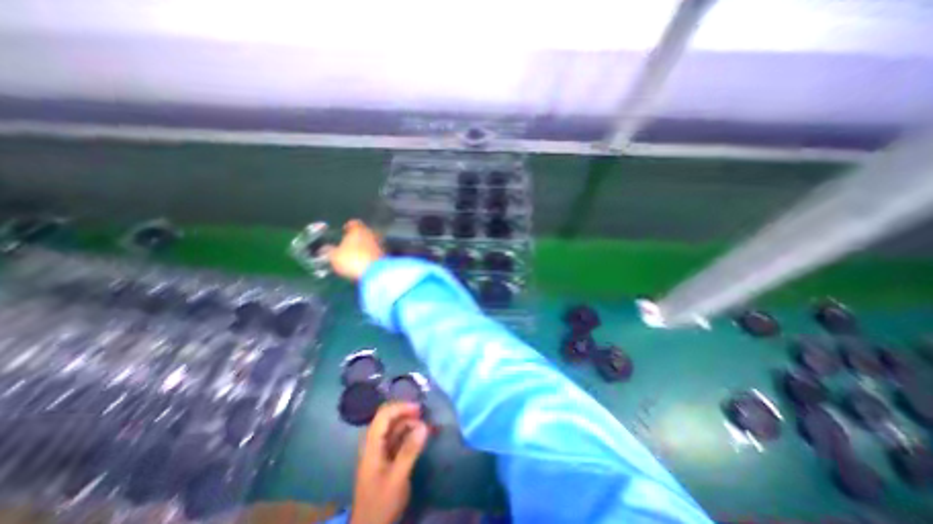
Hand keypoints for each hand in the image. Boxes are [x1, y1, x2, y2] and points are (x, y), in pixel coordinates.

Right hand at [325, 216, 382, 279]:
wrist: (376, 273)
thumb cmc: (353, 260)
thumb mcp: (334, 256)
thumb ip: (329, 251)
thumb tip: (324, 248)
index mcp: (359, 229)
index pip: (354, 223)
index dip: (348, 227)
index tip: (344, 231)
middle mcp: (372, 233)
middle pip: (364, 232)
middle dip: (358, 237)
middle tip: (350, 243)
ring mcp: (381, 244)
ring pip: (371, 241)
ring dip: (366, 246)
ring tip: (357, 253)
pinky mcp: (386, 255)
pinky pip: (376, 251)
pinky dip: (371, 254)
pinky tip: (366, 261)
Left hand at [351, 402, 429, 522]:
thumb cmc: (381, 504)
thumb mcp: (397, 478)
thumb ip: (410, 450)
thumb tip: (425, 425)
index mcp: (372, 444)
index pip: (384, 415)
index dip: (401, 407)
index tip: (419, 409)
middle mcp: (374, 443)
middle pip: (389, 418)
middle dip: (407, 413)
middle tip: (425, 416)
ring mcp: (379, 450)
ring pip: (394, 428)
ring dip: (410, 424)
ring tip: (426, 427)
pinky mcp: (386, 458)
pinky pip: (397, 438)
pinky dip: (409, 434)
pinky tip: (420, 437)